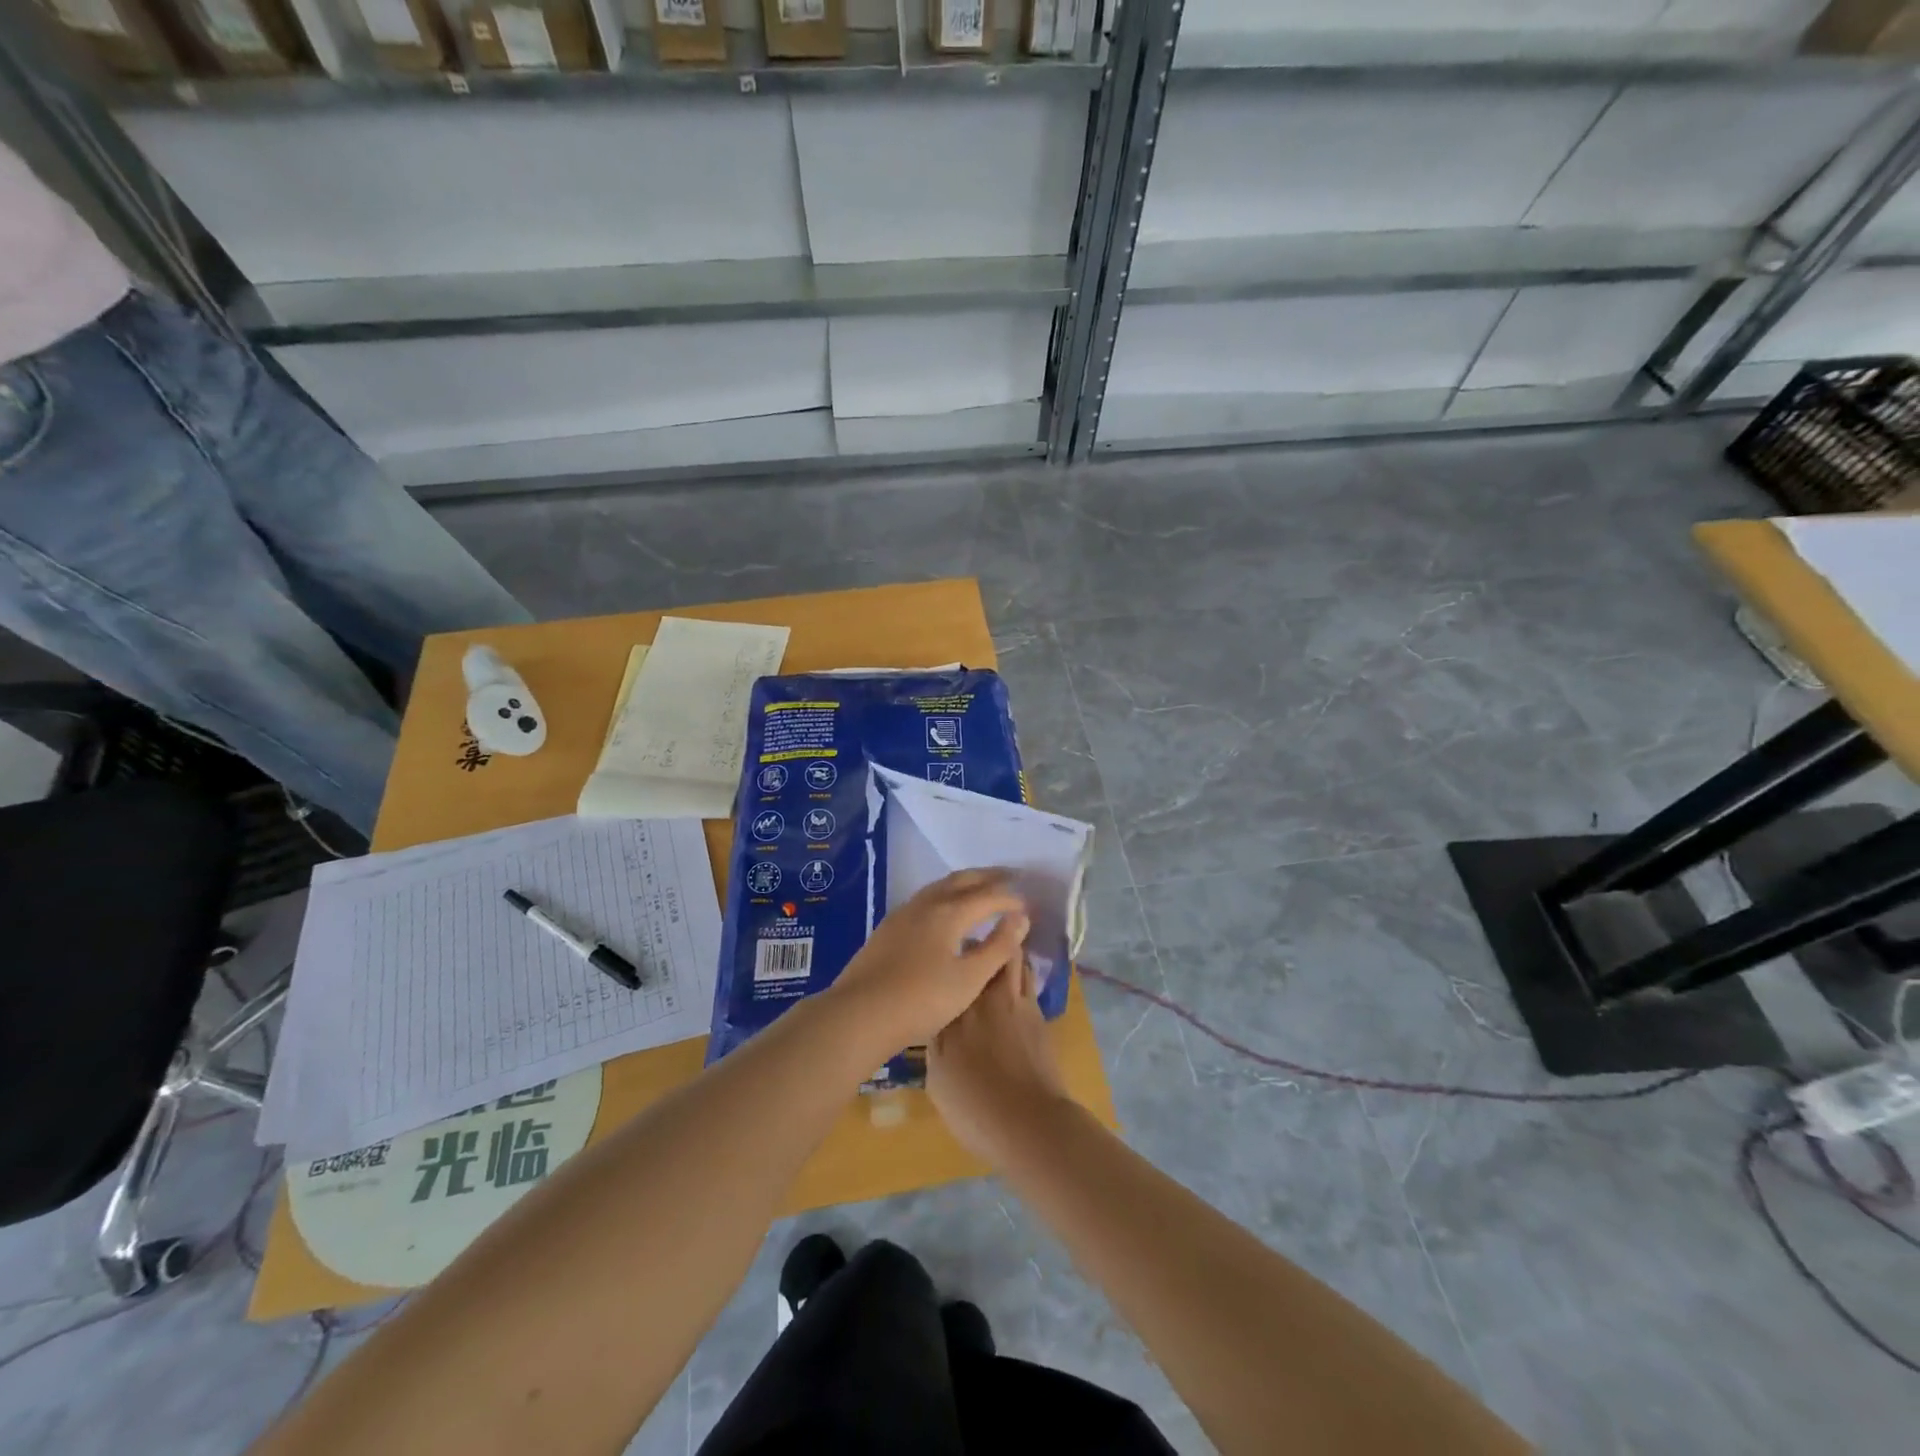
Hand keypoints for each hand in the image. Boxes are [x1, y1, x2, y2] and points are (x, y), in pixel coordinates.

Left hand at [824, 870, 1030, 1058]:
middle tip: (1011, 877)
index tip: (1029, 904)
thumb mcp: (969, 978)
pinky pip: (926, 898)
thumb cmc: (921, 999)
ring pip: (941, 886)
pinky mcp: (889, 927)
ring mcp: (904, 913)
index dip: (1011, 898)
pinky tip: (947, 914)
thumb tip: (1021, 918)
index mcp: (950, 912)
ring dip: (966, 883)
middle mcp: (927, 903)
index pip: (989, 895)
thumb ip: (998, 946)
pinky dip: (947, 896)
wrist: (860, 1013)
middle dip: (989, 877)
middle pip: (963, 879)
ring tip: (982, 888)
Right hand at [927, 952, 1069, 1165]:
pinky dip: (1019, 978)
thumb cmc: (975, 1107)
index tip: (941, 960)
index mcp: (956, 1011)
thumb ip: (936, 1044)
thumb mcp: (938, 1081)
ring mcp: (1018, 1004)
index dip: (947, 961)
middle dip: (979, 946)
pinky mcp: (1040, 1016)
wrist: (1030, 1124)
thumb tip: (937, 1026)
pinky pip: (1027, 983)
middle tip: (969, 953)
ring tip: (993, 964)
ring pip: (1014, 961)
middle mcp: (987, 998)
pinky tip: (1011, 993)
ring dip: (1004, 957)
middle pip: (987, 953)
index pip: (950, 970)